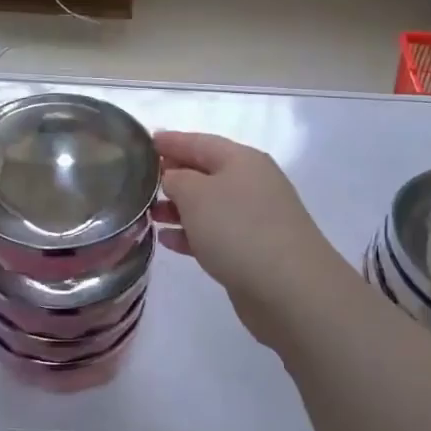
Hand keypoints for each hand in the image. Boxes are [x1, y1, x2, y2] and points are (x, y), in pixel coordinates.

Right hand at [152, 131, 349, 348]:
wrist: (289, 288)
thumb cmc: (238, 229)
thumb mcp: (196, 195)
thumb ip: (176, 179)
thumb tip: (173, 177)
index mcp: (242, 160)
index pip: (199, 142)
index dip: (171, 141)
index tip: (144, 143)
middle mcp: (252, 184)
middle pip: (205, 172)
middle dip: (173, 175)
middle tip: (140, 181)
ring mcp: (255, 218)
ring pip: (209, 205)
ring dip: (178, 207)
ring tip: (148, 214)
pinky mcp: (253, 250)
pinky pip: (215, 234)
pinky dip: (191, 234)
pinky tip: (167, 240)